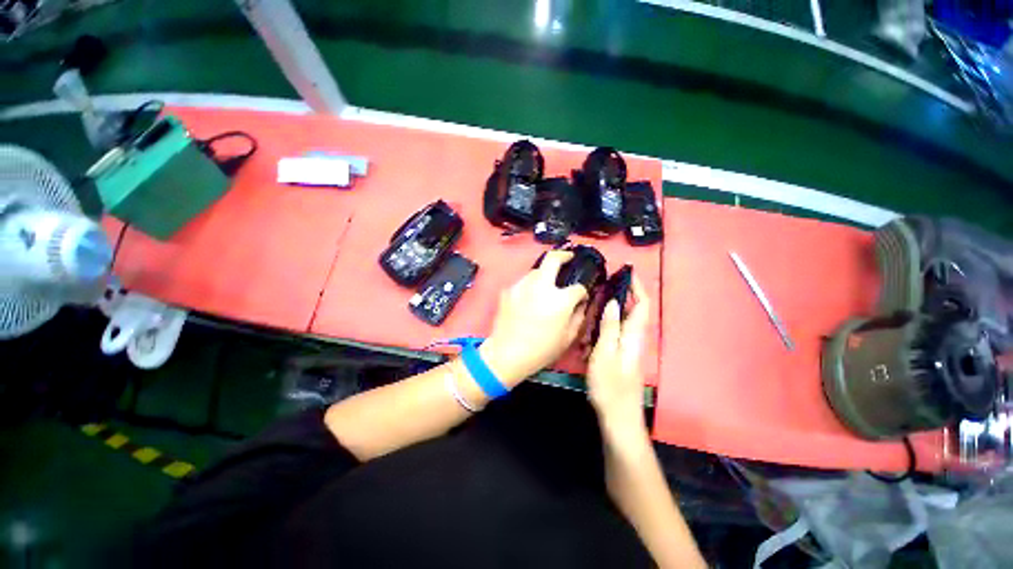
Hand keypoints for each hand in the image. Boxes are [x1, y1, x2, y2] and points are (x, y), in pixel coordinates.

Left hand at [480, 251, 588, 384]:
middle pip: (553, 259)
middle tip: (569, 258)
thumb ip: (578, 316)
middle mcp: (541, 286)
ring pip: (536, 270)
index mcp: (560, 299)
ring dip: (545, 273)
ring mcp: (522, 285)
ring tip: (547, 284)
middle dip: (564, 255)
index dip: (583, 292)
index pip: (578, 288)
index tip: (581, 296)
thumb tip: (580, 304)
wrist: (506, 353)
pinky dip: (530, 285)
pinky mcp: (509, 290)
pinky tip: (530, 297)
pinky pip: (523, 282)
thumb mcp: (568, 337)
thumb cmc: (541, 350)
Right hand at [587, 275, 650, 438]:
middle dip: (622, 295)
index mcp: (634, 335)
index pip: (642, 305)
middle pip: (634, 310)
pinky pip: (615, 332)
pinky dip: (605, 324)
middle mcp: (635, 338)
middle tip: (603, 284)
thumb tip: (613, 302)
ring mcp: (628, 347)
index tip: (627, 271)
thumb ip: (610, 327)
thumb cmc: (610, 385)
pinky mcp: (621, 354)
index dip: (638, 287)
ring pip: (622, 321)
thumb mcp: (606, 353)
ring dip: (611, 310)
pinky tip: (592, 327)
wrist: (618, 416)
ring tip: (595, 302)